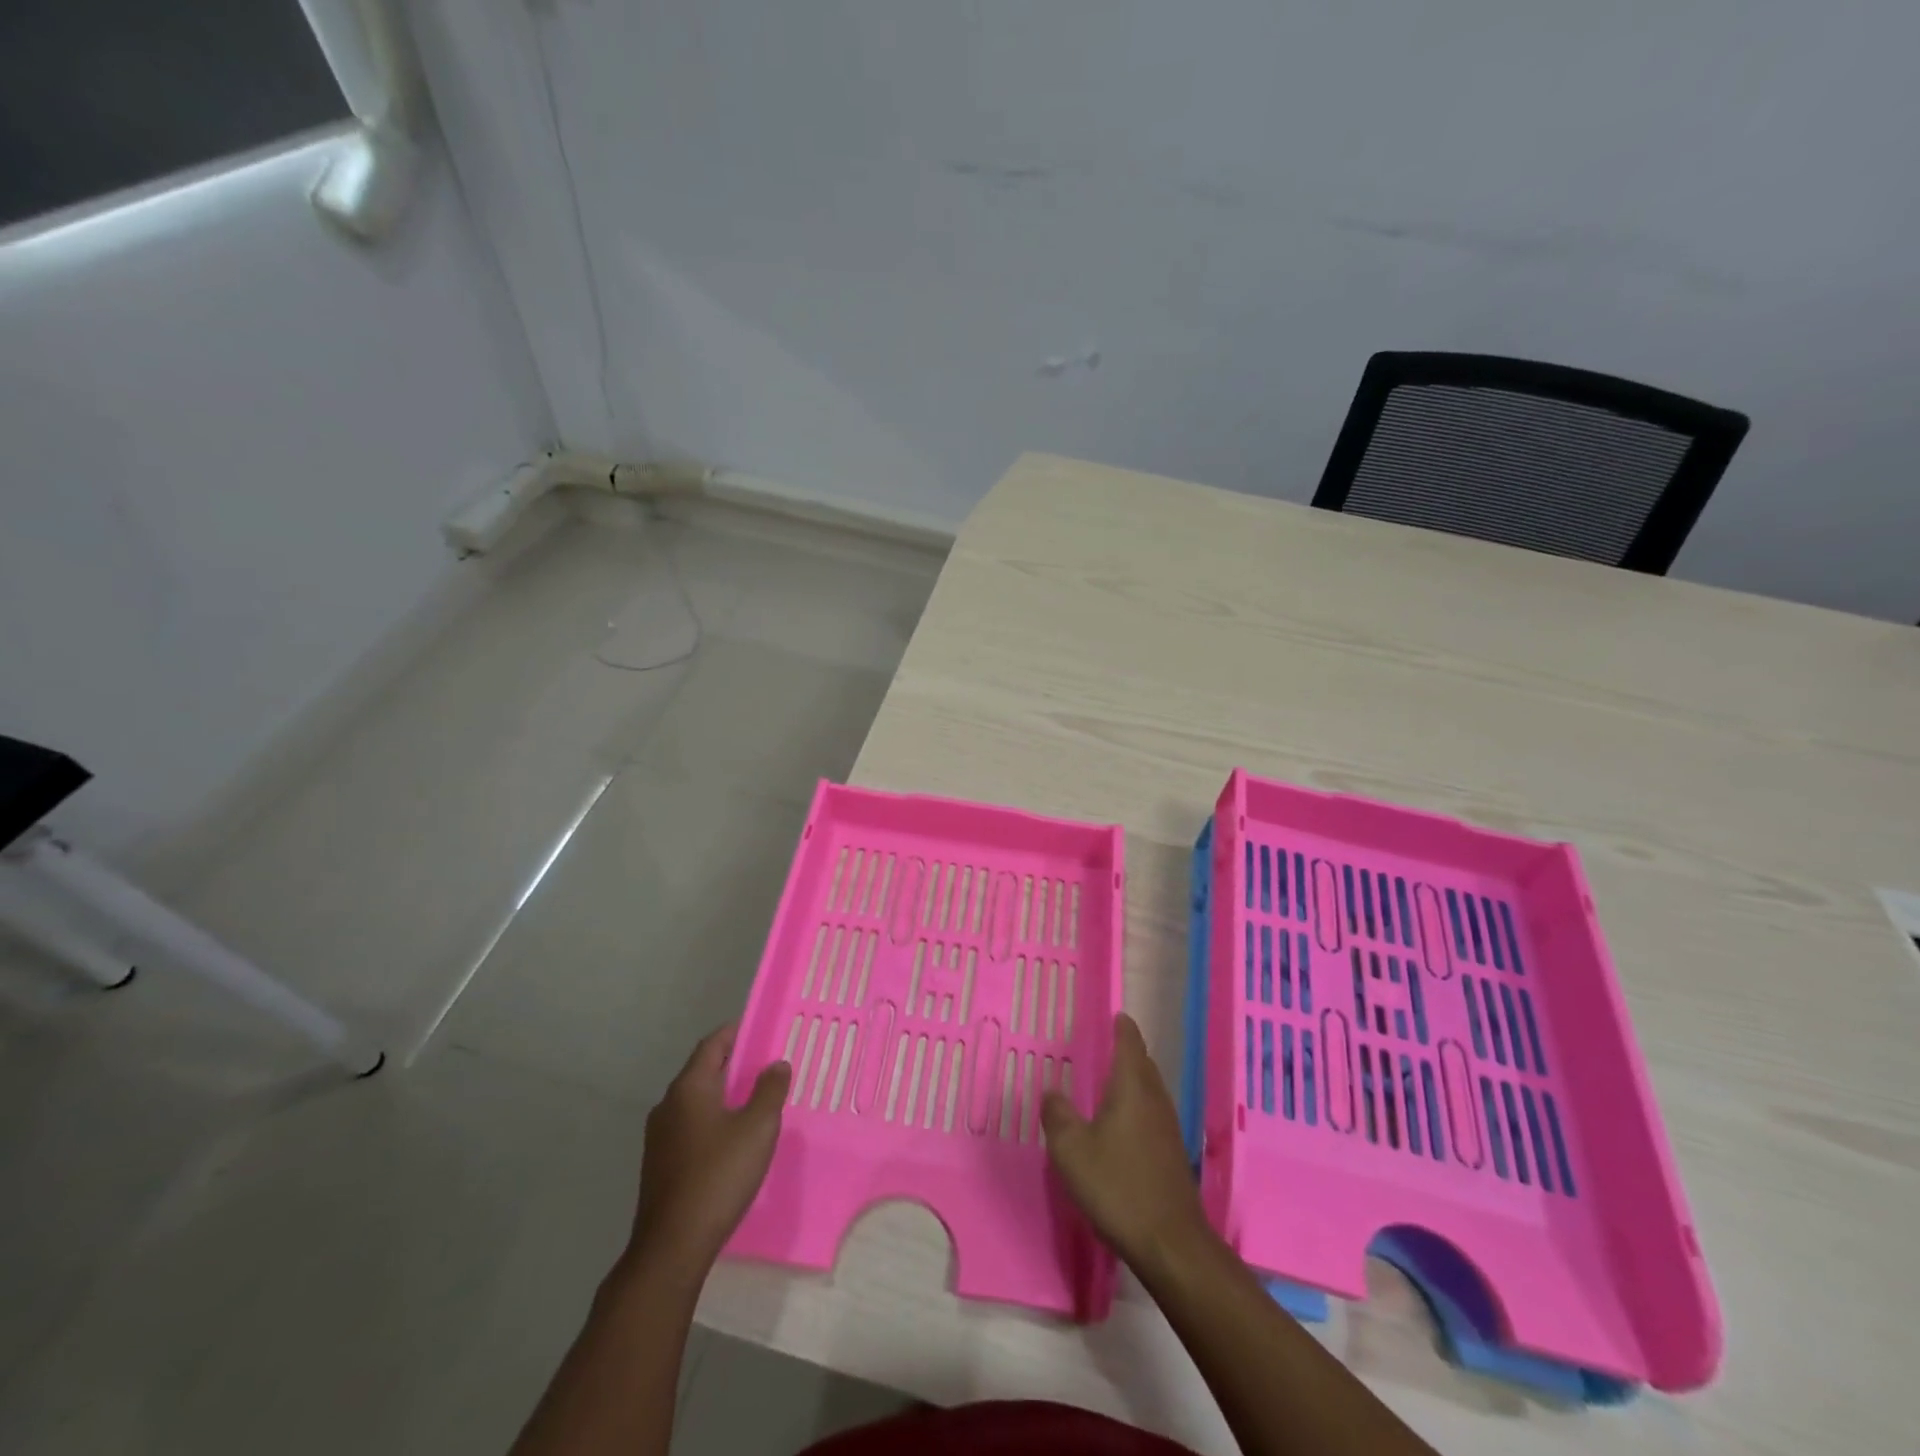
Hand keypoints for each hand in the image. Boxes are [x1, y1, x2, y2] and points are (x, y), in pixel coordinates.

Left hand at [630, 1024, 790, 1272]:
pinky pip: (691, 1125)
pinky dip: (713, 1120)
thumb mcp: (758, 1128)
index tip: (763, 1030)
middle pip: (703, 1070)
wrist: (672, 1246)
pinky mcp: (660, 1163)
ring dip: (724, 1095)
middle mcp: (669, 1104)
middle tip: (767, 1066)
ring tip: (756, 1101)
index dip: (737, 1032)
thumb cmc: (719, 1176)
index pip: (713, 1044)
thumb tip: (775, 1064)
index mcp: (689, 1087)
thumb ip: (770, 1090)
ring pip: (697, 1100)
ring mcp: (660, 1136)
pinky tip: (734, 1139)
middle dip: (735, 1065)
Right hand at [1042, 1013, 1209, 1267]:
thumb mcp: (1071, 1151)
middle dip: (1130, 1052)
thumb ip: (1058, 1116)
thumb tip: (1052, 1092)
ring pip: (1151, 1090)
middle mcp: (1154, 1100)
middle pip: (1144, 1065)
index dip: (1123, 1028)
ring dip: (1136, 1080)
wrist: (1170, 1243)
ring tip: (1115, 1080)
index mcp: (1131, 1088)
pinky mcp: (1173, 1156)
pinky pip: (1154, 1114)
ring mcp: (1168, 1129)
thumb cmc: (1117, 1186)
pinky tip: (1126, 1124)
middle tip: (1111, 1044)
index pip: (1129, 1045)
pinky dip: (1140, 1106)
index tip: (1118, 1015)